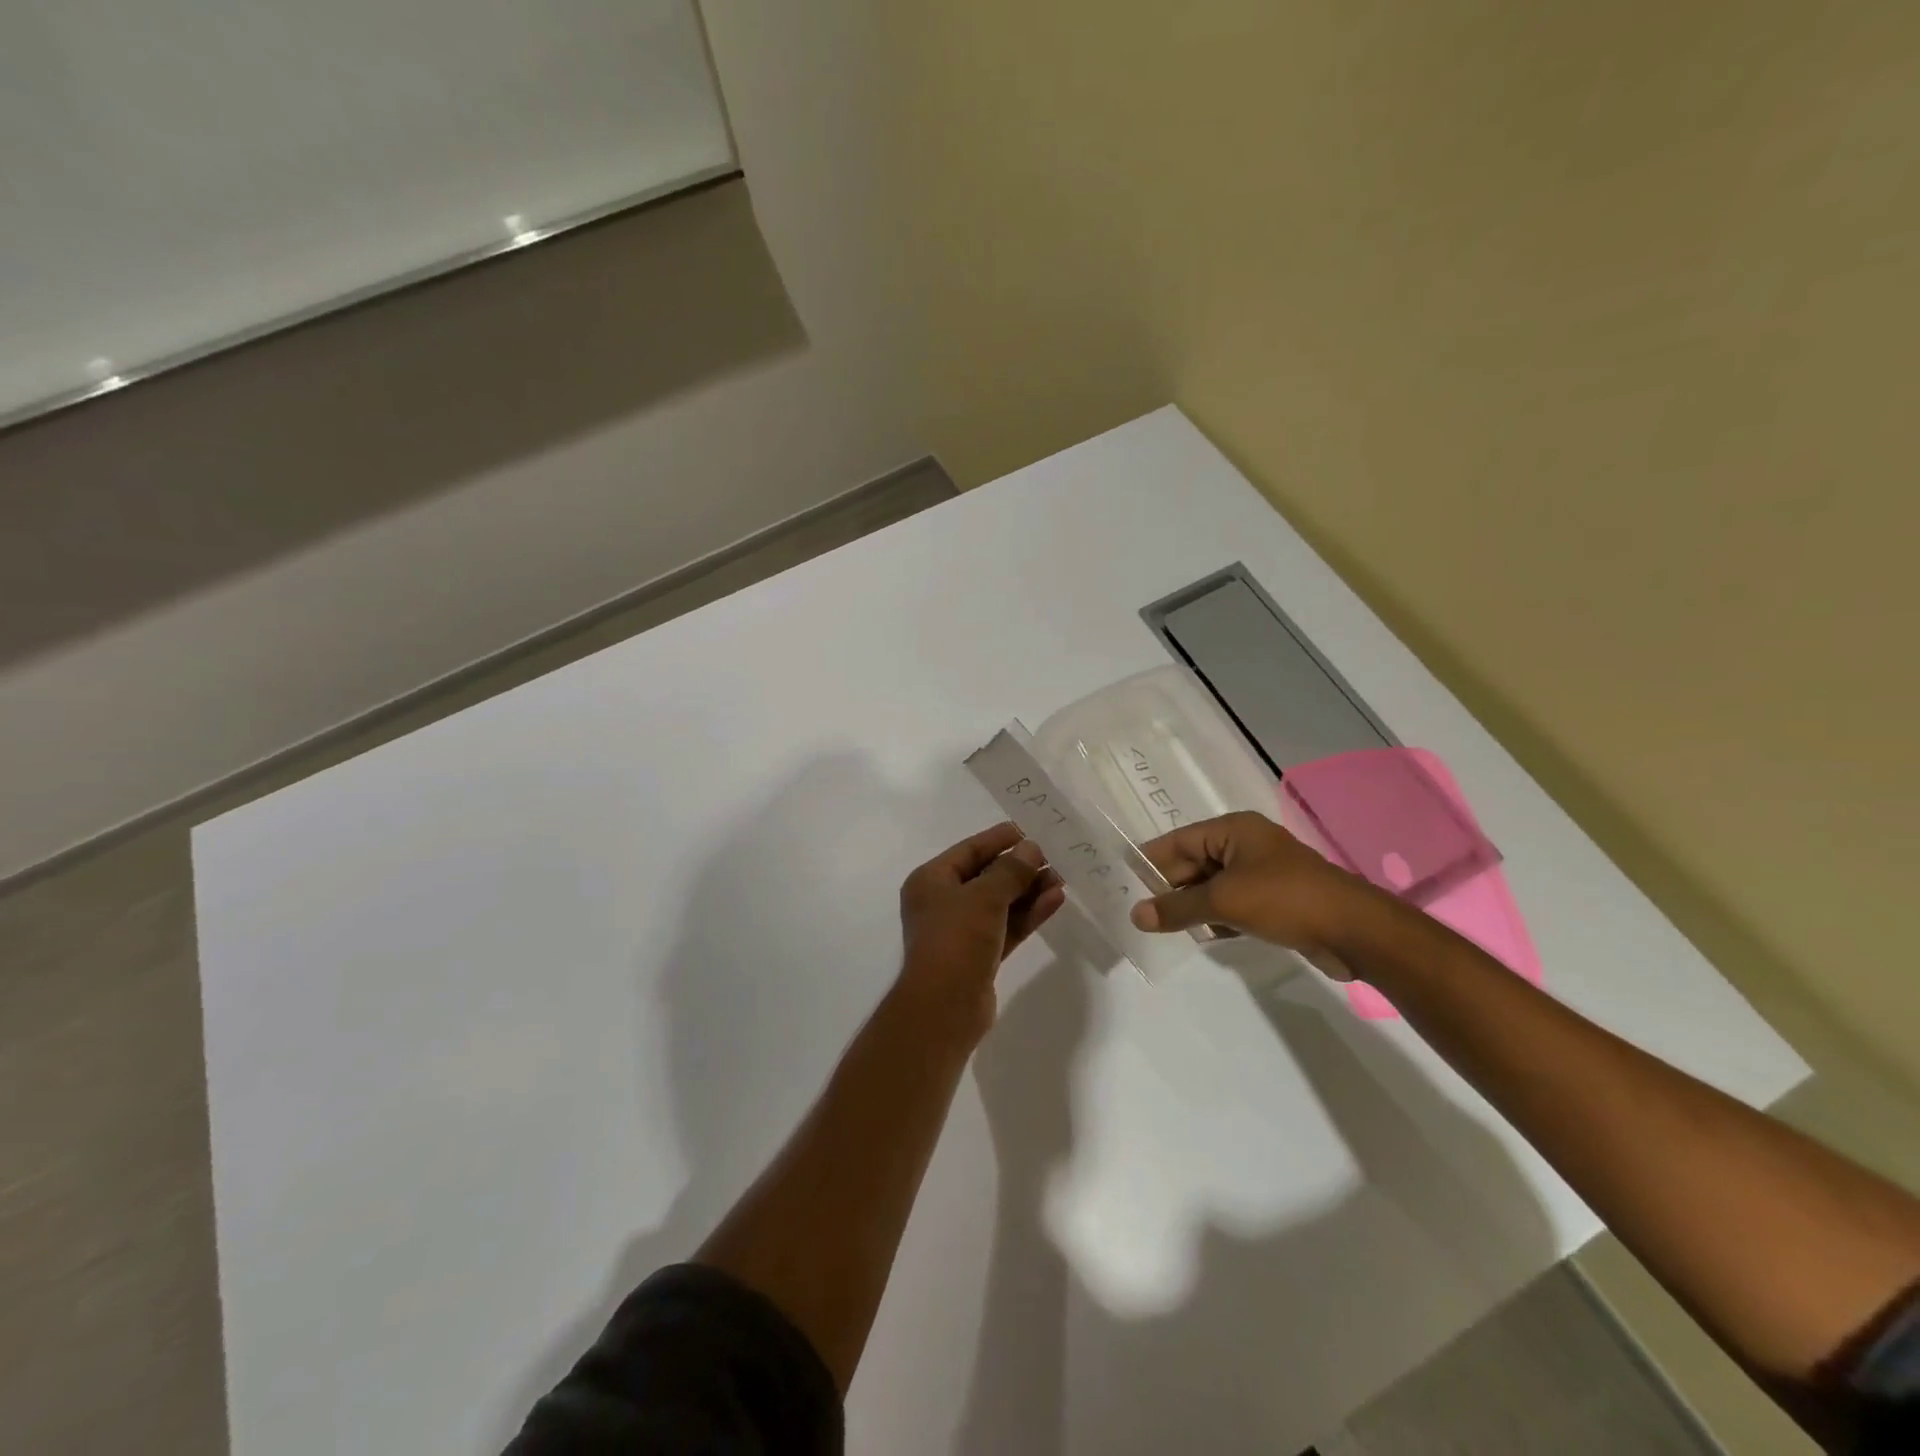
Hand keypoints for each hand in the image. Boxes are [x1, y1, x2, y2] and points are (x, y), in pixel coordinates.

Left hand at [897, 823, 1066, 1039]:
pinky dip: (1028, 914)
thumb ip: (1010, 871)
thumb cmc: (956, 939)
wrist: (945, 1007)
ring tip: (1062, 877)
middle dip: (1020, 867)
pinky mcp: (980, 955)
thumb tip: (1031, 848)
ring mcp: (962, 931)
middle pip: (986, 876)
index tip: (1029, 830)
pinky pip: (1007, 926)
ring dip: (1029, 890)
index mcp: (931, 881)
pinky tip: (1055, 900)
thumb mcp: (984, 897)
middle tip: (1054, 856)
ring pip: (1000, 903)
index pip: (969, 851)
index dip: (999, 839)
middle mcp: (943, 902)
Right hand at [1128, 810, 1379, 953]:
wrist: (1354, 930)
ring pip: (1212, 887)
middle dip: (1169, 888)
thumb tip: (1136, 915)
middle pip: (1194, 864)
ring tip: (1162, 928)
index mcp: (1233, 830)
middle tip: (1139, 913)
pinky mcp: (1274, 900)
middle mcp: (1245, 845)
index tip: (1123, 882)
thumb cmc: (1284, 899)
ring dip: (1192, 906)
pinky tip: (1202, 937)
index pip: (1178, 841)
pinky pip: (1232, 904)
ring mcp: (1261, 873)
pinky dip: (1216, 918)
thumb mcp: (1223, 901)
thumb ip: (1176, 908)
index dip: (1150, 862)